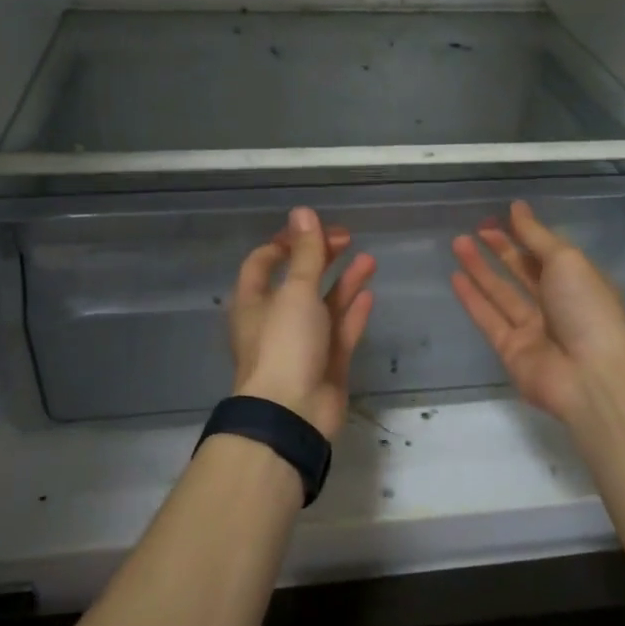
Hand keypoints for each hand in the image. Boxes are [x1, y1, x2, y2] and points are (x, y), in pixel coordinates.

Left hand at [228, 207, 375, 439]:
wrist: (293, 414)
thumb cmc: (285, 345)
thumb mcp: (295, 291)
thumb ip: (305, 253)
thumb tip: (302, 211)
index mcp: (254, 301)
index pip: (264, 261)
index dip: (287, 242)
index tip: (314, 229)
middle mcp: (275, 319)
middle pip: (298, 280)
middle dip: (321, 257)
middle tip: (347, 238)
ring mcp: (302, 343)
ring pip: (323, 305)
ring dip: (343, 282)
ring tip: (369, 260)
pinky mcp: (326, 364)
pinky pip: (340, 332)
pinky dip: (352, 312)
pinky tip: (369, 295)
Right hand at [451, 201, 624, 424]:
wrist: (590, 375)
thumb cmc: (586, 308)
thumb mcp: (566, 260)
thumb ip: (536, 236)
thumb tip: (516, 207)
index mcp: (578, 282)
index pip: (546, 253)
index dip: (524, 234)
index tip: (500, 216)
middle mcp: (556, 305)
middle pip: (523, 272)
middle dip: (500, 249)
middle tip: (475, 228)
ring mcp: (533, 329)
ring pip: (501, 293)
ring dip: (480, 268)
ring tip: (457, 242)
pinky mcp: (510, 350)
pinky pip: (488, 318)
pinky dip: (472, 298)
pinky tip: (455, 276)